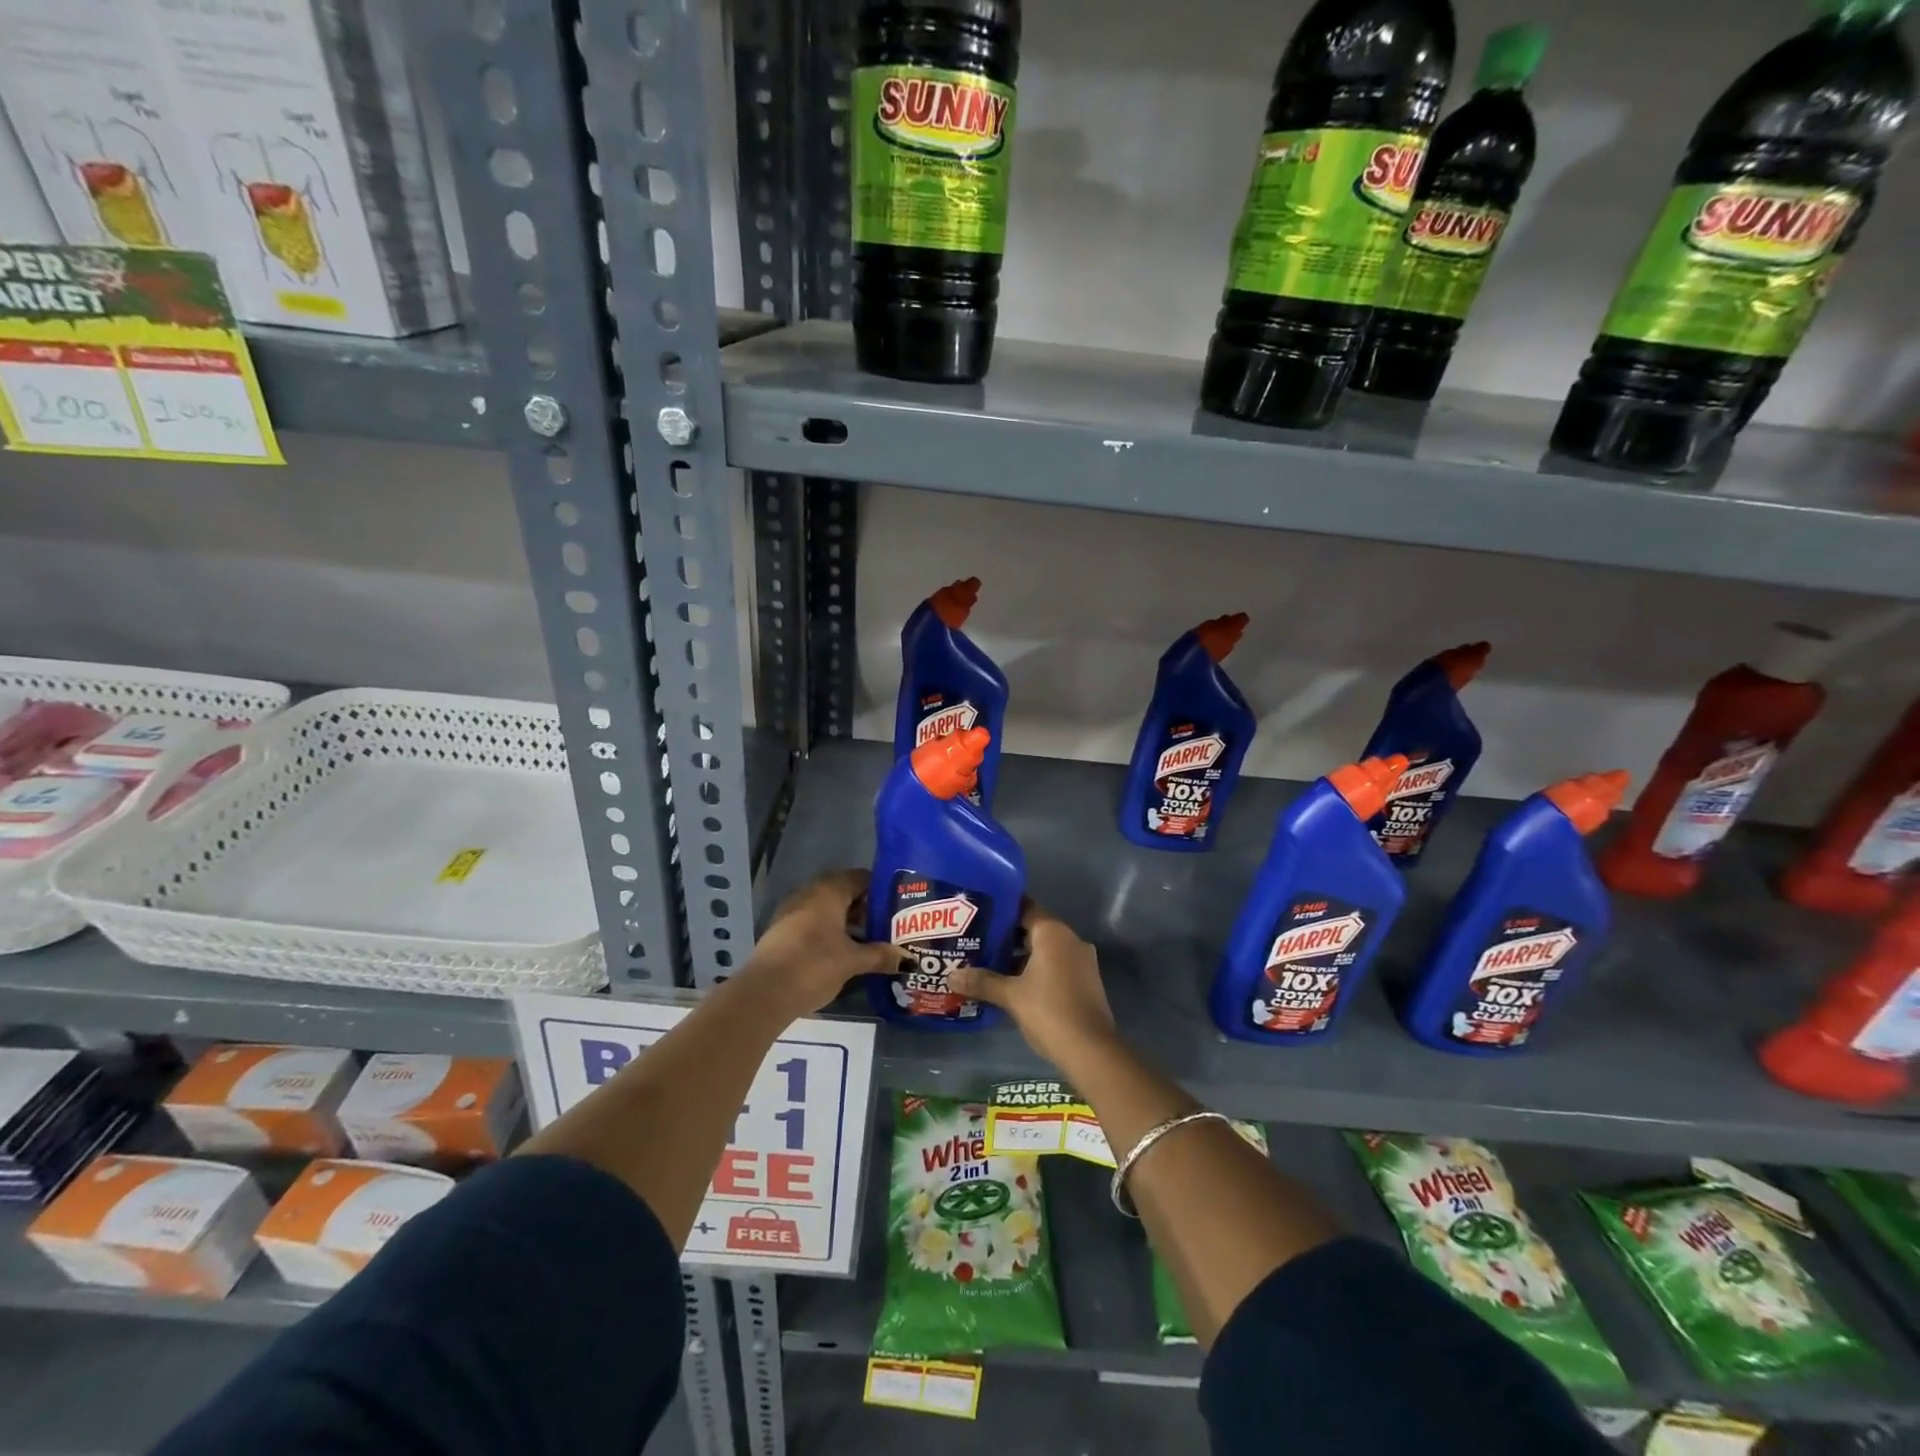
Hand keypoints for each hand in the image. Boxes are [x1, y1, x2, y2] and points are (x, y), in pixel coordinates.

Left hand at [745, 869, 904, 1015]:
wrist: (764, 993)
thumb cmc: (814, 965)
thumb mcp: (852, 961)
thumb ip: (880, 955)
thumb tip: (908, 958)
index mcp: (829, 891)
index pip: (860, 878)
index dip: (879, 888)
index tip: (897, 904)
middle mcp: (809, 894)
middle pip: (843, 892)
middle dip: (864, 907)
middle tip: (886, 923)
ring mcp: (792, 912)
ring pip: (826, 909)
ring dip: (846, 921)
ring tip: (869, 939)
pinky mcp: (782, 932)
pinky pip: (813, 923)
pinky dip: (829, 931)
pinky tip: (842, 951)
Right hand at [949, 903, 1115, 1069]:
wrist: (1091, 1050)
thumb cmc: (1049, 1011)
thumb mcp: (1010, 995)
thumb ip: (982, 981)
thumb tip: (951, 975)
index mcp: (1053, 933)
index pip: (1024, 908)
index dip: (1001, 911)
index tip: (979, 915)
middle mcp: (1070, 939)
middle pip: (1034, 929)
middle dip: (1007, 937)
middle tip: (978, 942)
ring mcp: (1082, 960)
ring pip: (1046, 949)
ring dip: (1022, 956)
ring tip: (991, 964)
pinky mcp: (1087, 981)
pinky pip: (1056, 965)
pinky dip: (1037, 969)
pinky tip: (1015, 984)